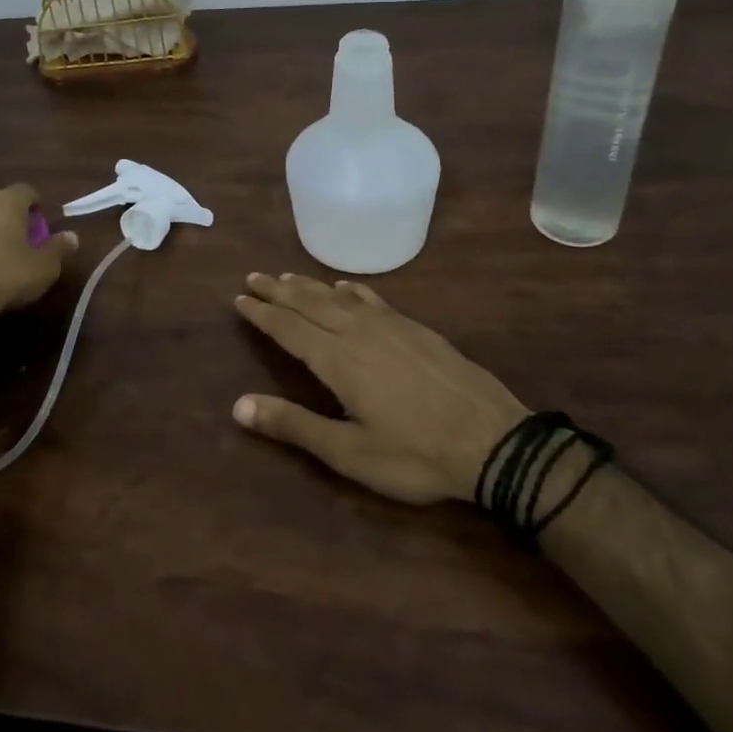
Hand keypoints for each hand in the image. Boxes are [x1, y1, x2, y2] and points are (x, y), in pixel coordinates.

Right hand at [232, 273, 528, 504]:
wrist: (494, 441)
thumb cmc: (415, 454)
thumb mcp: (349, 453)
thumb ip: (293, 426)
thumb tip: (238, 406)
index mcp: (337, 359)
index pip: (288, 328)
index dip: (262, 313)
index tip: (240, 298)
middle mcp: (358, 332)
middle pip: (309, 302)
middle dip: (278, 290)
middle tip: (253, 277)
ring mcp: (390, 326)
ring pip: (338, 295)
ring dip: (309, 285)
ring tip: (286, 276)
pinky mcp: (416, 328)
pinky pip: (372, 299)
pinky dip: (351, 289)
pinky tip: (346, 286)